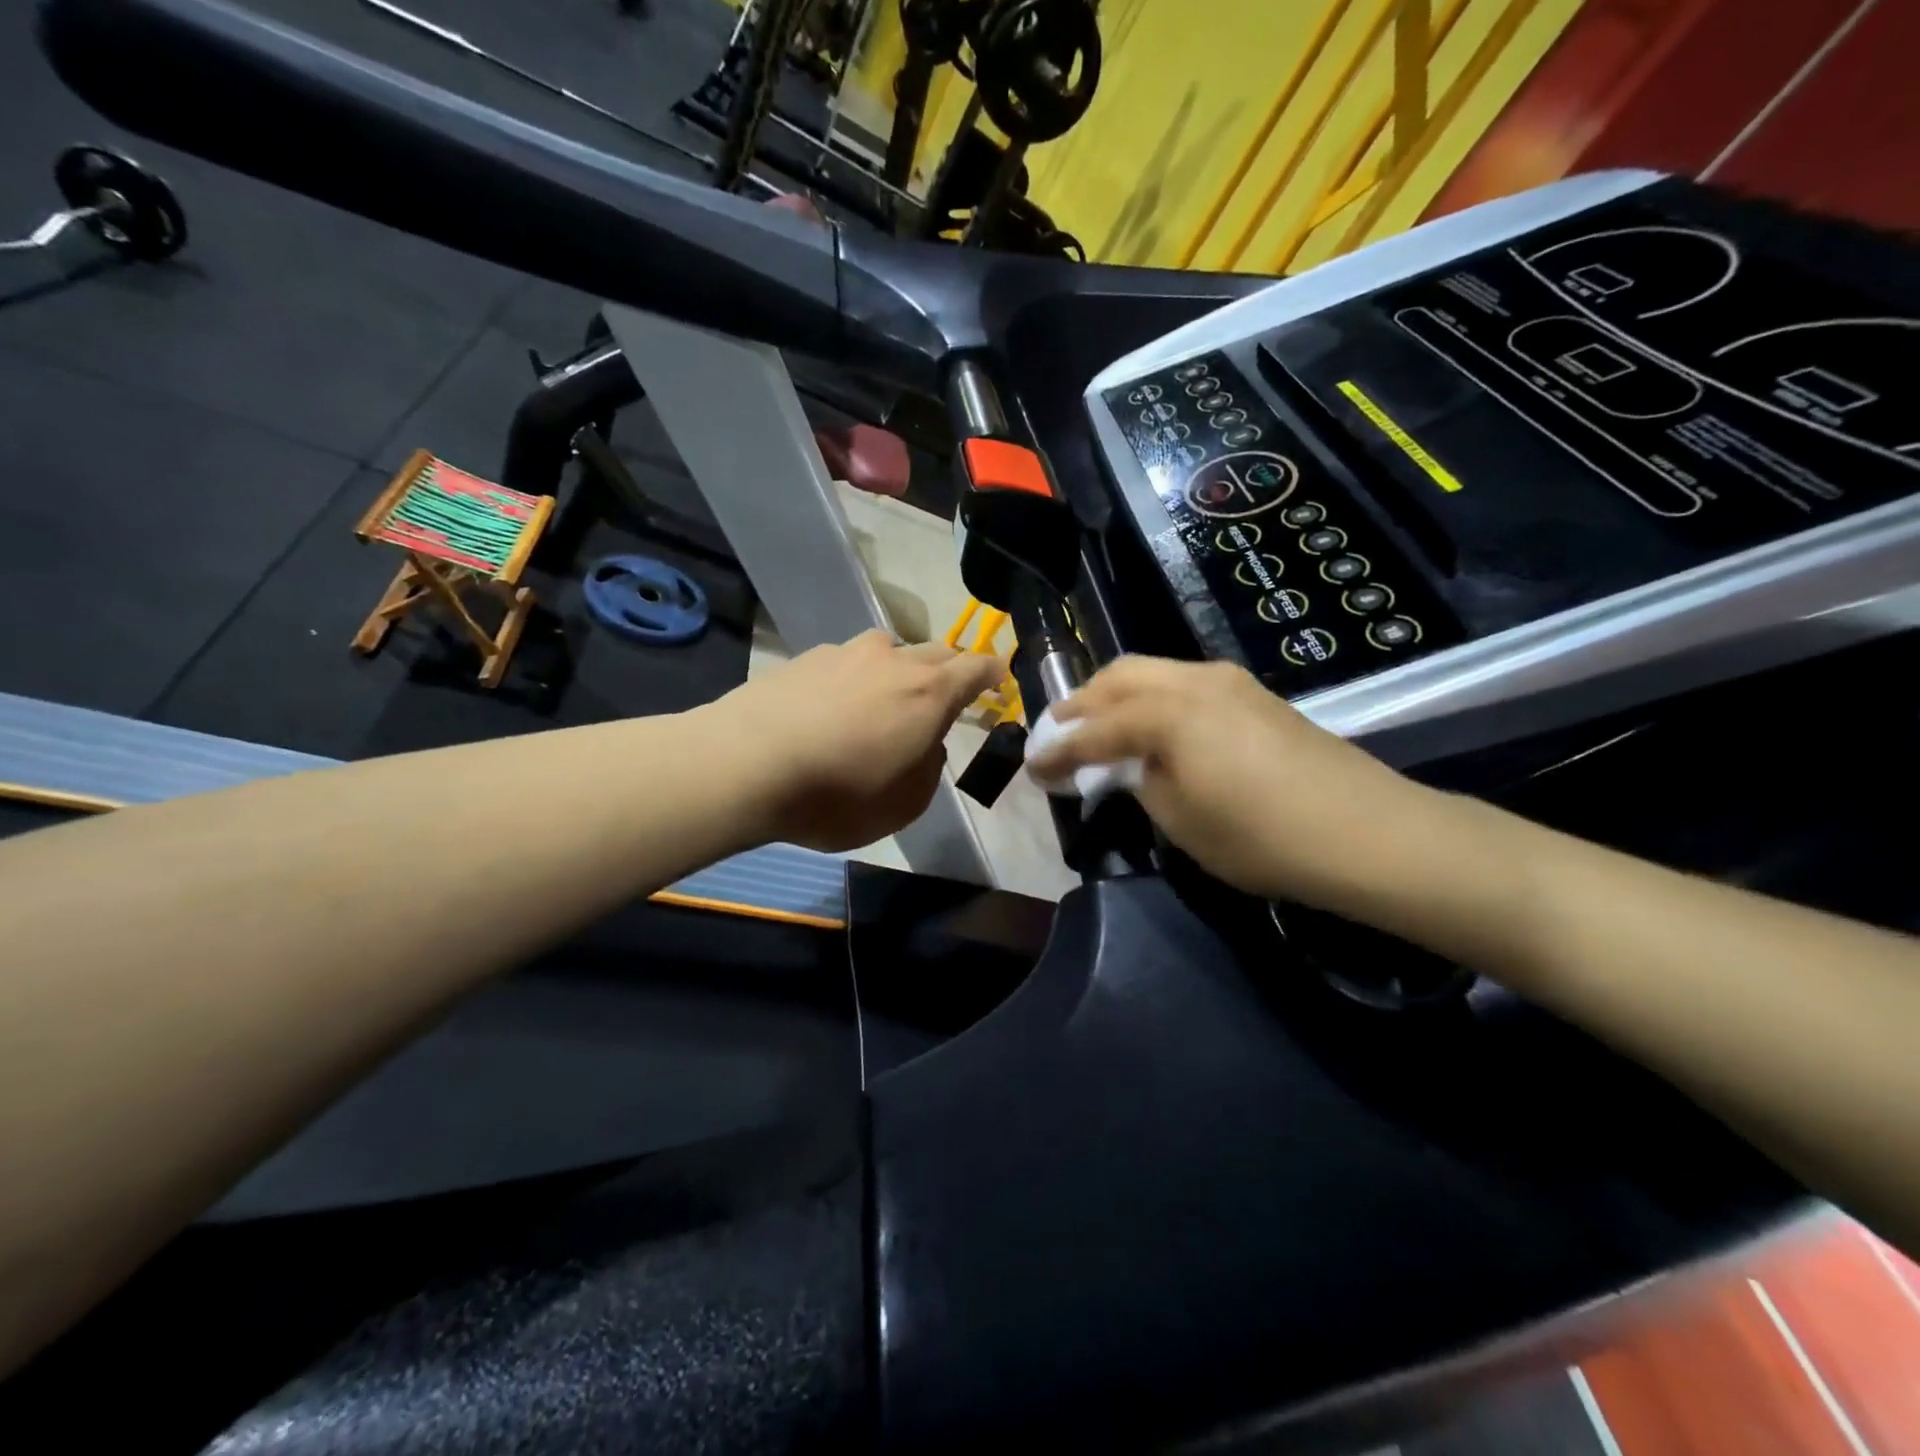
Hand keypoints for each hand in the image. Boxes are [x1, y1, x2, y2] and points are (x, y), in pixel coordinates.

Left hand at [700, 630, 1006, 852]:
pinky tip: (831, 708)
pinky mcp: (804, 657)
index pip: (977, 667)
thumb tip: (925, 745)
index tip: (998, 680)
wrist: (744, 765)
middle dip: (948, 670)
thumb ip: (928, 768)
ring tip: (882, 701)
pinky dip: (854, 678)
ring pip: (887, 651)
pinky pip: (846, 662)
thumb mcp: (904, 804)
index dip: (993, 673)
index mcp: (929, 692)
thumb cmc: (837, 794)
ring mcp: (845, 652)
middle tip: (943, 698)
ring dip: (897, 670)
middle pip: (936, 652)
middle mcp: (892, 659)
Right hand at [1026, 656, 1441, 910]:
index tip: (1031, 768)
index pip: (1094, 729)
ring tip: (1097, 726)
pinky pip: (1182, 682)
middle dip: (1080, 703)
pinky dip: (1151, 698)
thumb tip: (1126, 765)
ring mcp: (1228, 681)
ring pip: (1151, 671)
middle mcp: (1193, 680)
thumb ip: (1139, 781)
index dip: (1058, 751)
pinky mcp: (1253, 694)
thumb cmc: (1262, 836)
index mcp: (1167, 713)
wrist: (1367, 832)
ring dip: (1115, 695)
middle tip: (1057, 734)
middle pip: (1118, 676)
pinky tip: (1150, 727)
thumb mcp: (1180, 820)